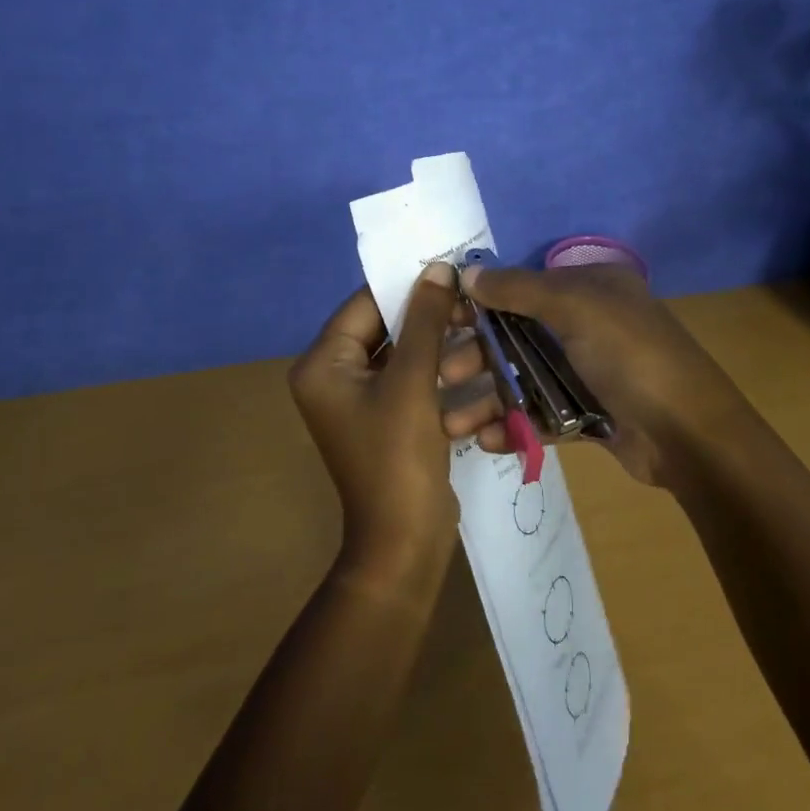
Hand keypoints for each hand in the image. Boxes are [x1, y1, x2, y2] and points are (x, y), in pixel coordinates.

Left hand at [288, 263, 462, 583]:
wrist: (404, 542)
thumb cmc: (398, 456)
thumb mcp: (413, 381)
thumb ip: (425, 320)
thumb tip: (438, 268)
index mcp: (323, 364)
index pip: (366, 304)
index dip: (409, 286)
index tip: (452, 271)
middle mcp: (336, 377)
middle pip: (389, 330)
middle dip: (434, 323)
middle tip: (475, 310)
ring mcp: (363, 402)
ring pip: (409, 358)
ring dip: (446, 354)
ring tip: (485, 344)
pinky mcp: (389, 421)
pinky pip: (416, 386)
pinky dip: (444, 385)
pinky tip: (478, 383)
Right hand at [442, 263, 753, 487]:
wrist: (689, 434)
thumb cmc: (630, 355)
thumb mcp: (576, 307)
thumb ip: (518, 289)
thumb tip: (466, 272)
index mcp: (591, 288)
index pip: (523, 287)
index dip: (481, 302)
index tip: (441, 321)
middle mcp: (589, 324)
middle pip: (518, 335)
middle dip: (478, 356)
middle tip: (443, 376)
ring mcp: (591, 371)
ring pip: (526, 379)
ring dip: (488, 399)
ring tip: (452, 424)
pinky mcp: (591, 414)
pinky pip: (543, 414)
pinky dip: (516, 425)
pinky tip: (489, 440)